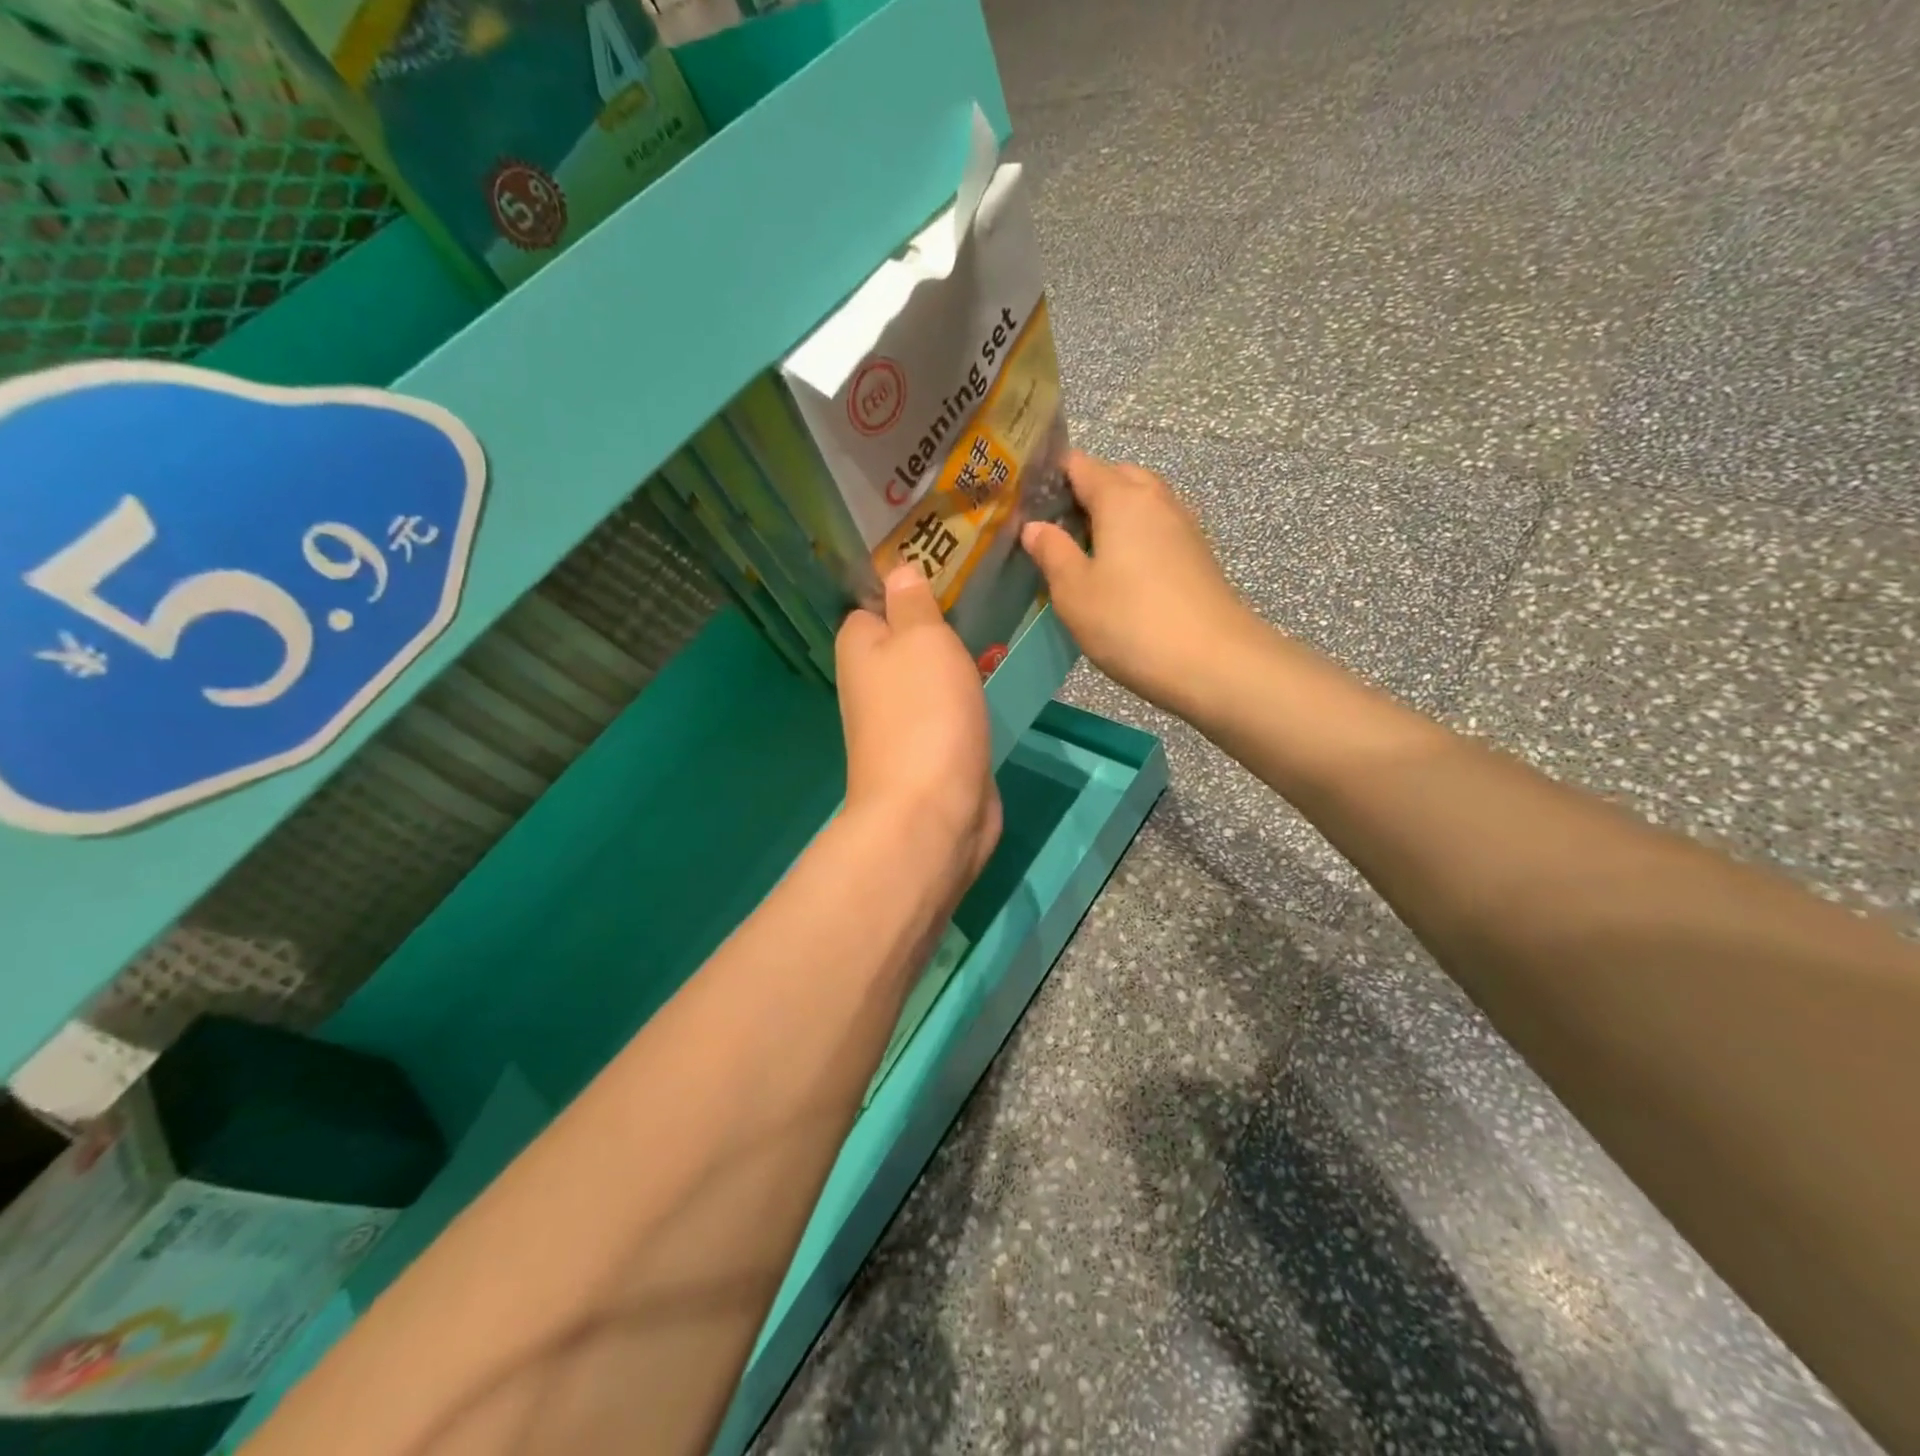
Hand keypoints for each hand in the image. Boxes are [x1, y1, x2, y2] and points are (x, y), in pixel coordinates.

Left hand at [835, 566, 1001, 899]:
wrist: (934, 811)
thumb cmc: (925, 712)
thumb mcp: (922, 638)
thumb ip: (912, 603)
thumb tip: (897, 571)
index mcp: (859, 647)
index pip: (873, 602)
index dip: (905, 586)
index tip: (948, 569)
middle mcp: (872, 682)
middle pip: (905, 639)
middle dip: (939, 625)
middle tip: (984, 600)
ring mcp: (901, 720)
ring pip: (930, 676)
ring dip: (957, 663)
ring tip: (996, 633)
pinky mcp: (931, 749)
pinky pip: (948, 709)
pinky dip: (967, 698)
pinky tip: (992, 683)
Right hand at [1022, 451, 1265, 717]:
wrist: (1213, 662)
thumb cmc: (1131, 622)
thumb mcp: (1074, 591)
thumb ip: (1052, 552)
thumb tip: (1035, 527)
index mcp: (1121, 498)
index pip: (1081, 465)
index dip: (1051, 475)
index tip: (1026, 499)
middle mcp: (1156, 500)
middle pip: (1117, 477)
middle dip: (1085, 492)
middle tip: (1055, 529)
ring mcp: (1183, 527)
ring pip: (1141, 504)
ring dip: (1113, 517)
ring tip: (1084, 552)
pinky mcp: (1198, 556)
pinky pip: (1157, 530)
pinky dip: (1135, 538)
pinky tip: (1120, 573)